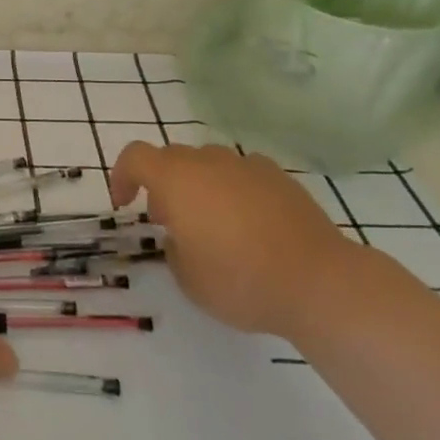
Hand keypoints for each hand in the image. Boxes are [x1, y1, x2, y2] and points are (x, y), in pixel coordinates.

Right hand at [109, 142, 352, 337]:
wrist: (318, 281)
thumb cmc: (239, 280)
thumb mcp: (187, 278)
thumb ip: (174, 248)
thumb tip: (183, 235)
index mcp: (176, 180)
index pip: (135, 157)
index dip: (122, 176)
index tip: (125, 205)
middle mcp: (209, 162)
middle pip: (173, 157)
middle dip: (162, 183)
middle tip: (168, 220)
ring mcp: (248, 166)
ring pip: (210, 163)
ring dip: (199, 185)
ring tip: (212, 223)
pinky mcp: (281, 178)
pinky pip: (244, 174)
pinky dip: (235, 190)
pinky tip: (249, 223)